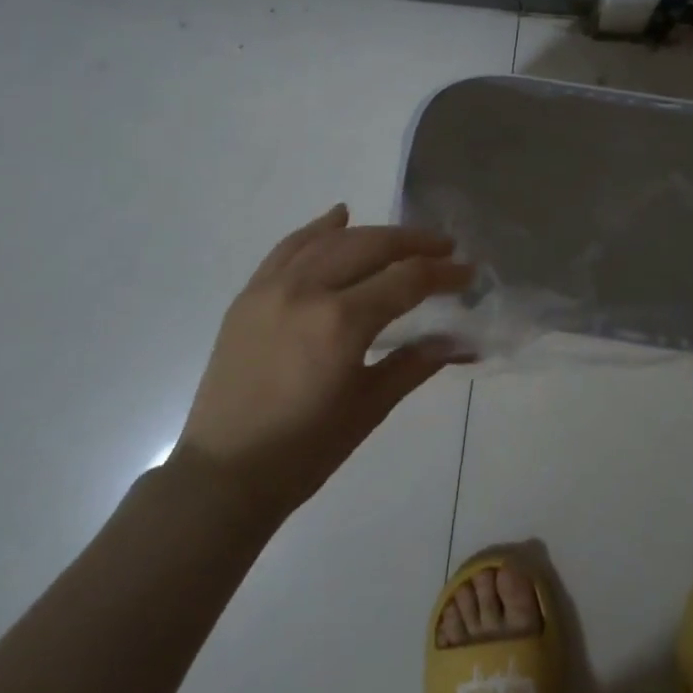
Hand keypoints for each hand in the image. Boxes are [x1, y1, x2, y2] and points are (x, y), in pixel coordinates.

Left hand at [174, 204, 473, 514]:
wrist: (224, 474)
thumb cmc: (305, 451)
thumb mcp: (369, 407)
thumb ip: (415, 364)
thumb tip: (461, 342)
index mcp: (341, 323)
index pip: (406, 280)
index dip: (443, 274)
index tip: (468, 273)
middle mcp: (307, 290)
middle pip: (371, 247)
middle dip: (414, 243)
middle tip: (445, 248)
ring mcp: (272, 288)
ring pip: (332, 241)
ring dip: (373, 234)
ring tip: (404, 239)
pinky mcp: (249, 295)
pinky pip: (288, 248)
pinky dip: (317, 230)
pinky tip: (339, 217)